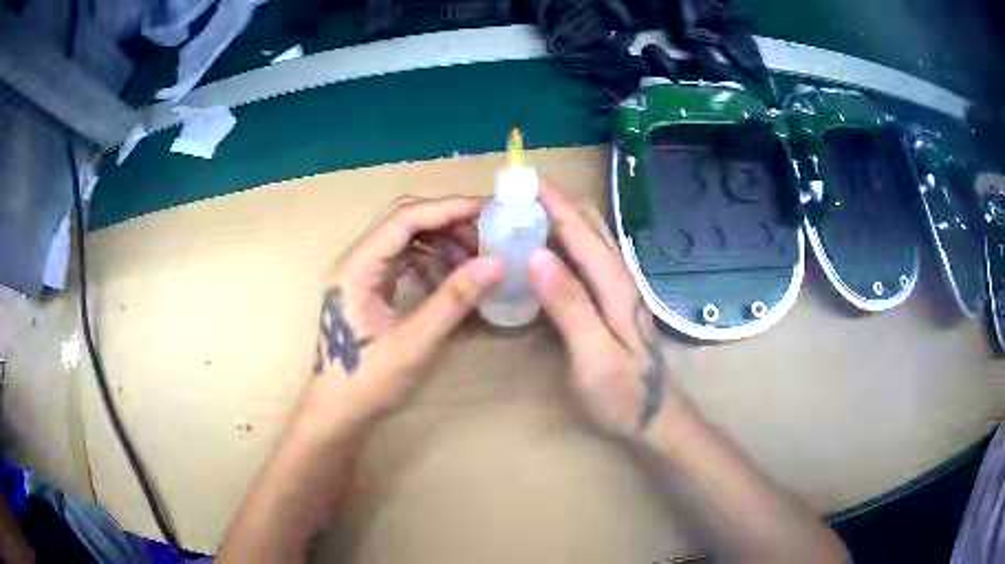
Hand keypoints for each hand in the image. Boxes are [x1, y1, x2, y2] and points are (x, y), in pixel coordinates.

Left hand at [298, 196, 504, 429]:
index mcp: (356, 268)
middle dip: (447, 224)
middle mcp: (356, 263)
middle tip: (487, 236)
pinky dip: (432, 265)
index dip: (447, 209)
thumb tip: (497, 262)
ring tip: (475, 261)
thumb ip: (454, 300)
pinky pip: (404, 264)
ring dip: (442, 245)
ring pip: (406, 243)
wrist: (337, 415)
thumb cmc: (367, 382)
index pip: (404, 219)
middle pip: (405, 224)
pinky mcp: (370, 292)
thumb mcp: (414, 343)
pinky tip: (452, 281)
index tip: (487, 211)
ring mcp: (362, 277)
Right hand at [529, 185, 666, 437]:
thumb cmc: (622, 393)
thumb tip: (538, 255)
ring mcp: (614, 286)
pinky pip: (583, 257)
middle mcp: (617, 275)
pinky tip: (539, 251)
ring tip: (518, 216)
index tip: (518, 180)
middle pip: (586, 223)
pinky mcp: (608, 298)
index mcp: (613, 283)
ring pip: (586, 237)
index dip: (550, 201)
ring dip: (556, 219)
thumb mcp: (593, 356)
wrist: (653, 415)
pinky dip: (560, 243)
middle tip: (511, 200)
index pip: (579, 228)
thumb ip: (570, 306)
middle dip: (552, 203)